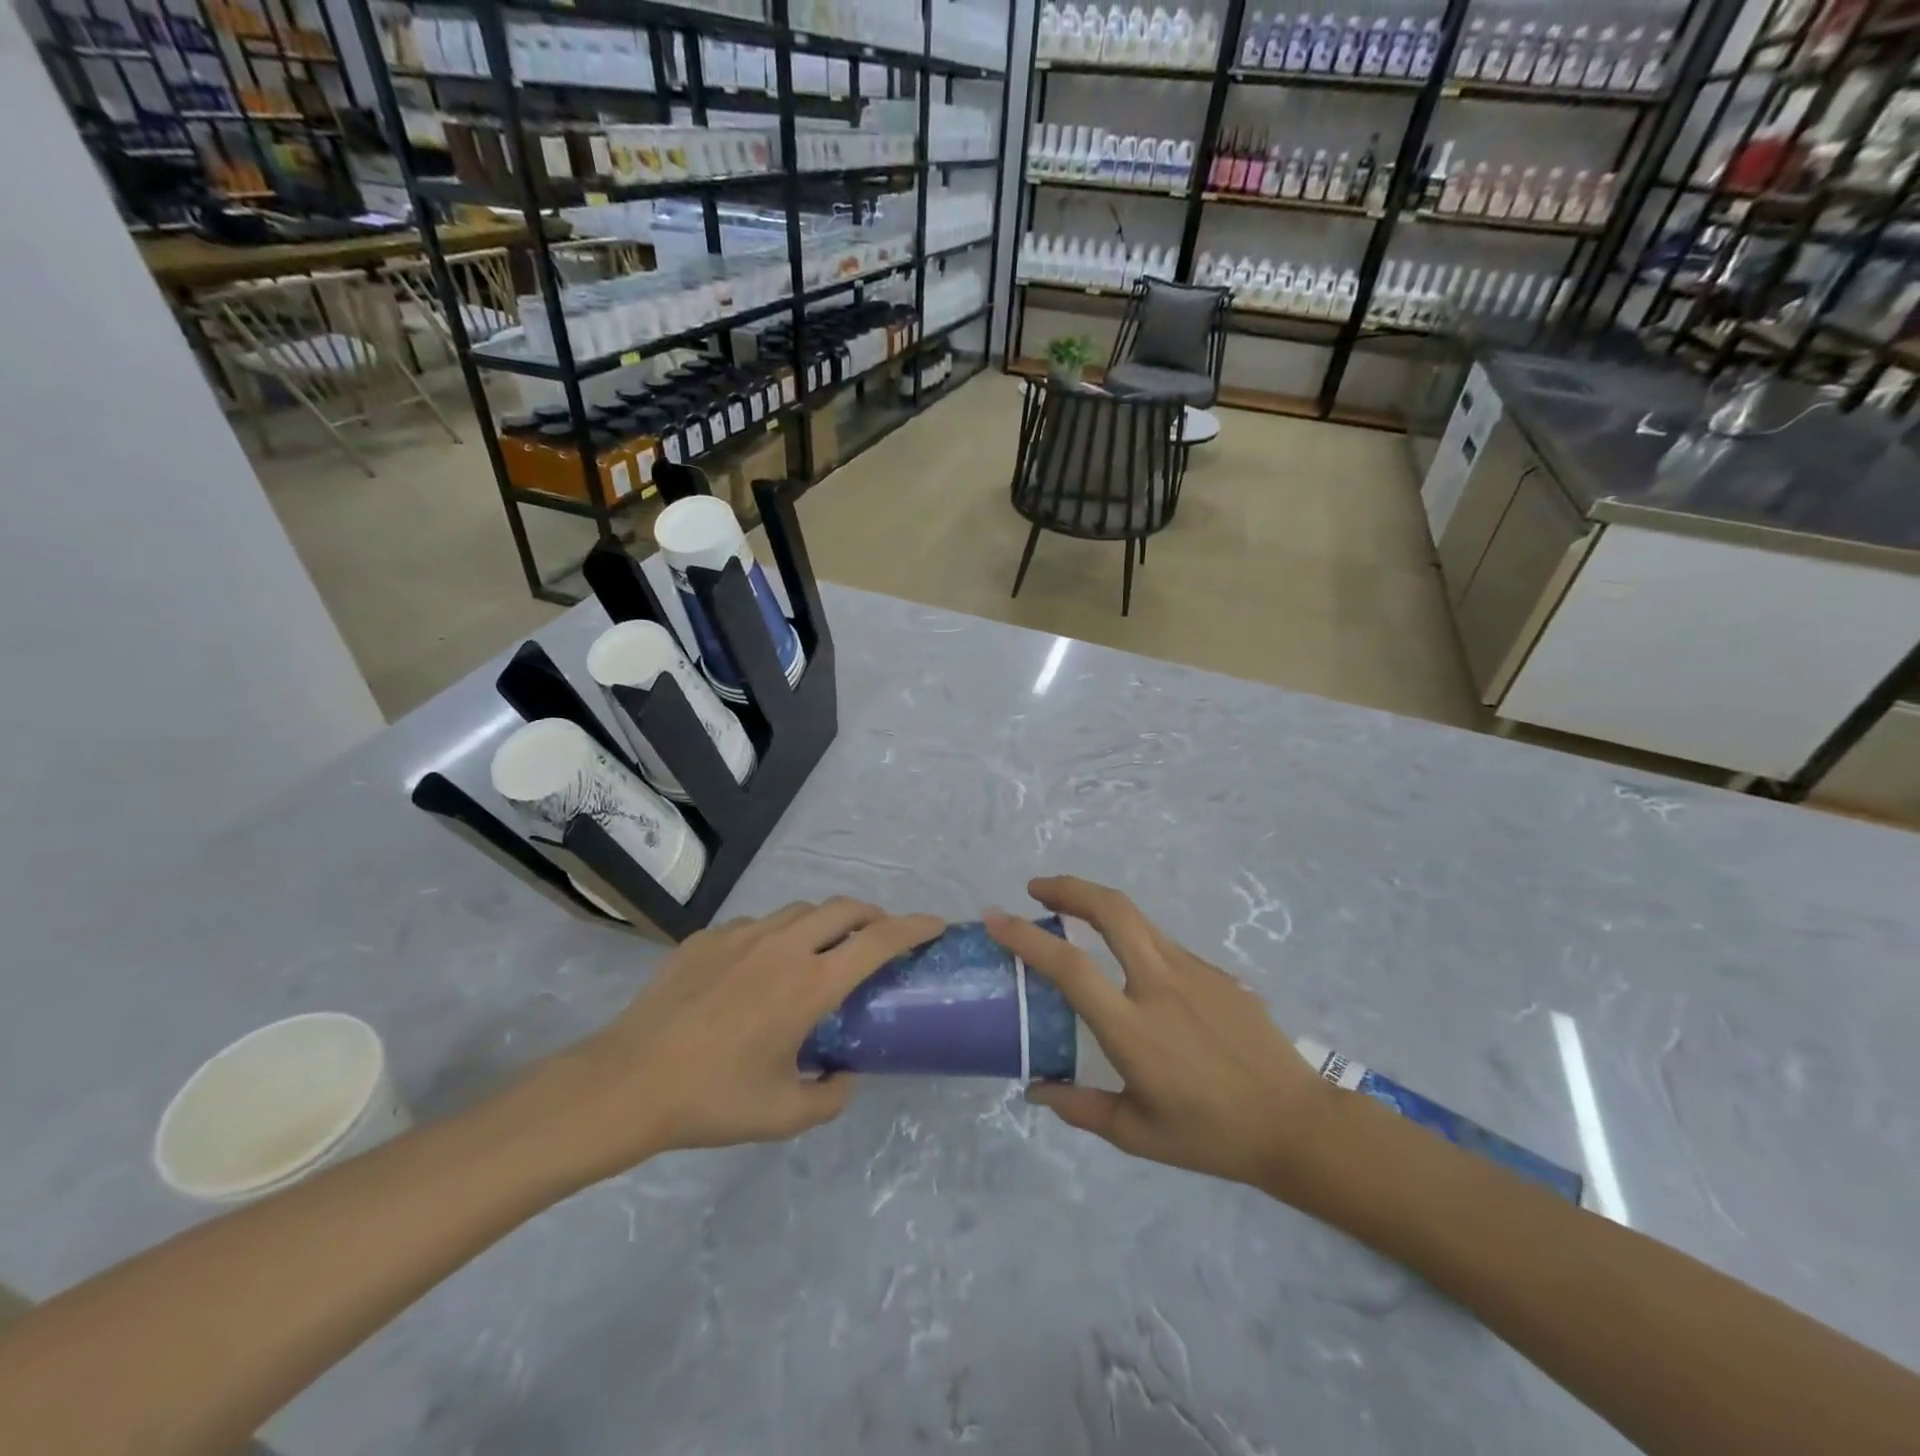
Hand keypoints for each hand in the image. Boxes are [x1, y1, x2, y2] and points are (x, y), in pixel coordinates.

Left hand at [522, 899, 943, 1188]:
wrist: (627, 1081)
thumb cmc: (713, 1099)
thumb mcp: (784, 1115)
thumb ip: (830, 1096)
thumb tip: (846, 1075)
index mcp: (810, 983)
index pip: (879, 940)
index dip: (914, 927)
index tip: (936, 924)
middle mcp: (784, 946)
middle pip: (845, 908)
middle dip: (873, 915)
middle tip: (878, 938)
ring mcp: (742, 935)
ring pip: (801, 910)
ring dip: (825, 922)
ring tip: (822, 951)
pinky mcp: (708, 937)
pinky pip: (757, 924)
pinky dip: (778, 935)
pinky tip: (760, 969)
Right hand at [985, 877, 1332, 1195]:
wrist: (1296, 1123)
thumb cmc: (1212, 1136)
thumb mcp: (1137, 1134)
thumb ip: (1080, 1107)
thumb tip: (1036, 1089)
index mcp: (1132, 1028)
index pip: (1069, 966)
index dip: (1027, 936)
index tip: (997, 917)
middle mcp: (1160, 985)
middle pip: (1111, 910)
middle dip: (1069, 887)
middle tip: (1037, 888)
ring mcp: (1193, 972)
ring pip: (1137, 919)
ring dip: (1098, 905)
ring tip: (1072, 911)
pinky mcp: (1216, 972)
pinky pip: (1163, 944)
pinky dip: (1133, 937)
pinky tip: (1131, 965)